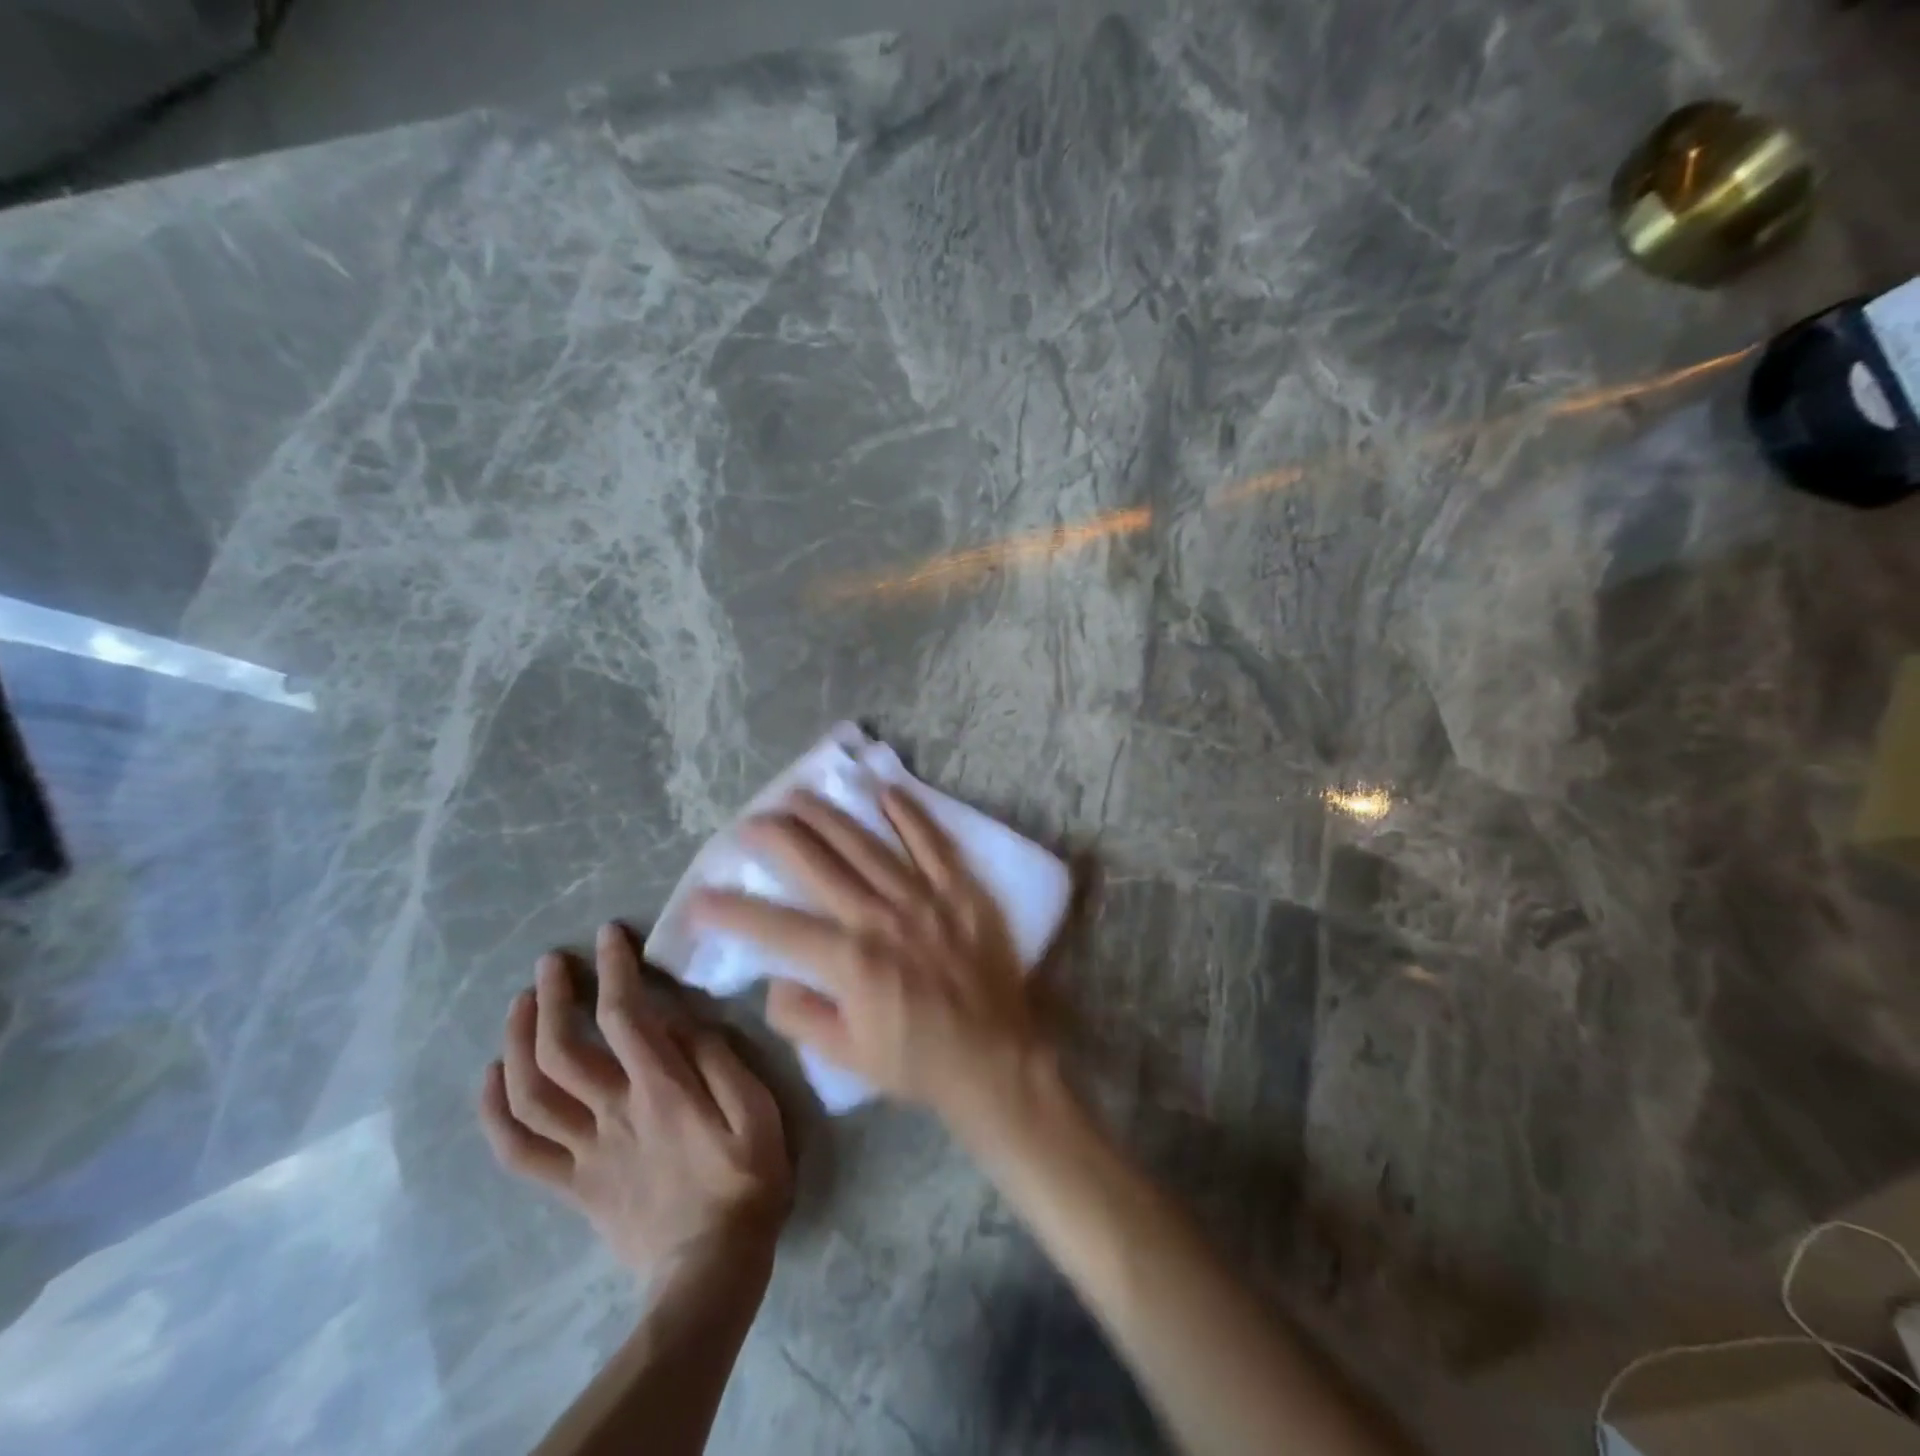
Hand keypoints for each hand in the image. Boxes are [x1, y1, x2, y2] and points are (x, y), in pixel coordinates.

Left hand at [479, 923, 791, 1275]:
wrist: (712, 1268)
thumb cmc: (747, 1180)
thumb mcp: (758, 1112)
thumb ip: (720, 1060)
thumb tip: (682, 1019)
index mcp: (662, 1092)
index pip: (625, 1017)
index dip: (613, 970)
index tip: (609, 935)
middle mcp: (614, 1114)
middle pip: (562, 1049)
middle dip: (551, 997)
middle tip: (551, 963)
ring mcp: (586, 1152)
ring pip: (530, 1094)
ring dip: (516, 1043)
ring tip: (519, 1005)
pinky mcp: (573, 1185)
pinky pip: (519, 1151)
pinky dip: (495, 1112)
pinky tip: (491, 1078)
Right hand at [691, 787, 1046, 1127]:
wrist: (994, 1058)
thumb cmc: (917, 1061)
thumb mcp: (846, 1057)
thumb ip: (801, 1016)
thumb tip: (775, 977)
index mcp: (850, 962)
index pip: (775, 928)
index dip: (731, 911)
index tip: (699, 897)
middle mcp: (881, 918)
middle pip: (818, 864)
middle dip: (777, 838)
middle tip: (750, 821)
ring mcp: (924, 897)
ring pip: (866, 844)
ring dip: (828, 816)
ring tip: (797, 795)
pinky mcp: (960, 890)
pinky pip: (931, 843)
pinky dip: (908, 815)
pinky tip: (884, 791)